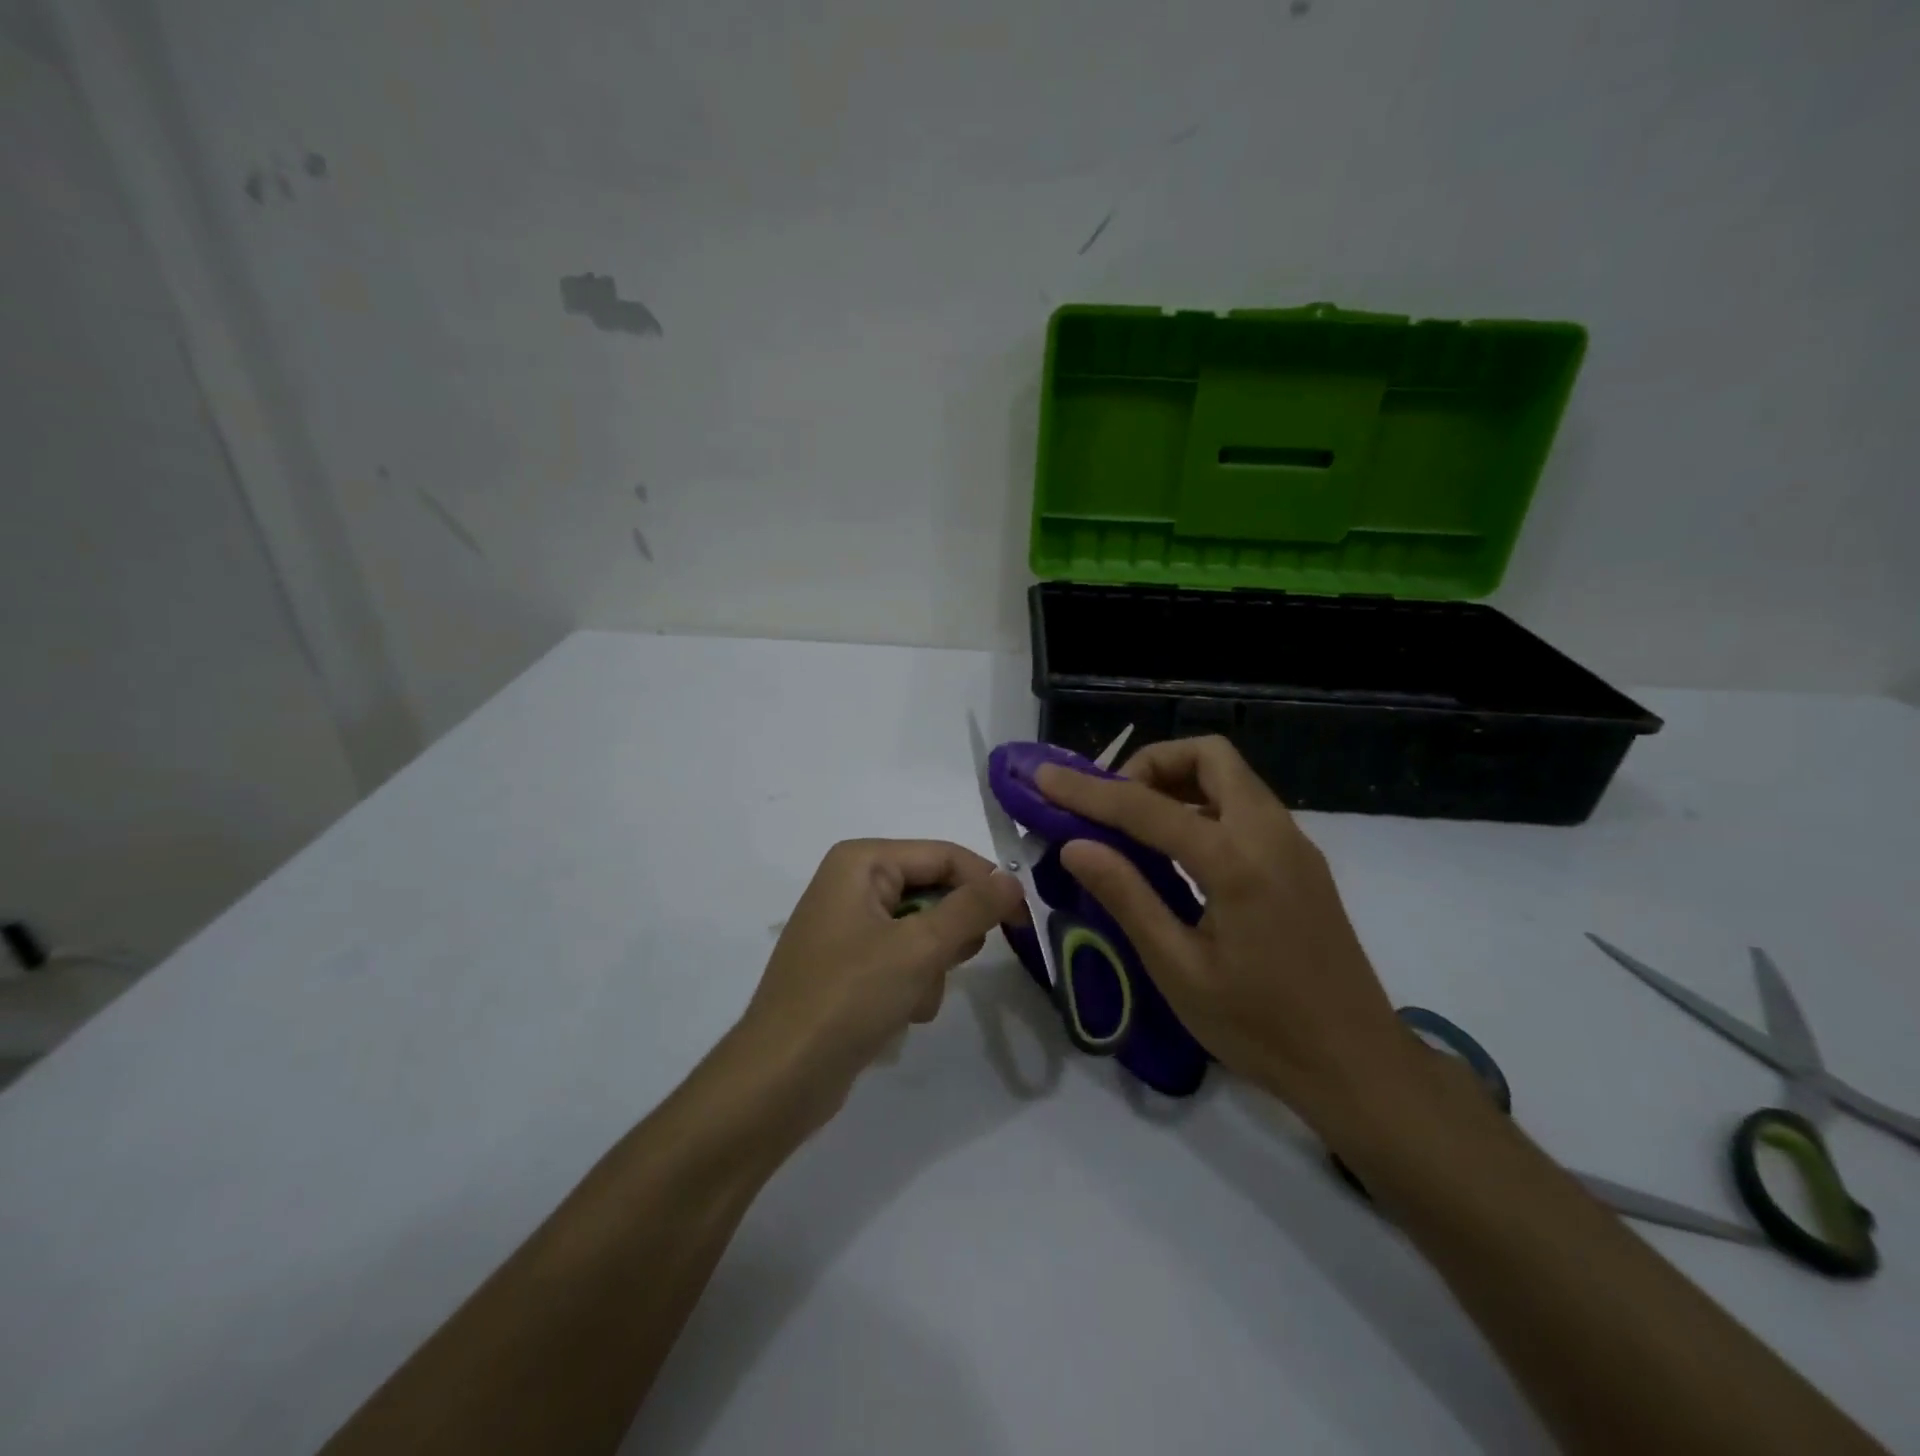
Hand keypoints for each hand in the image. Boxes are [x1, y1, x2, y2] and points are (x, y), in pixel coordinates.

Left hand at [739, 839, 1022, 1107]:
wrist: (780, 1079)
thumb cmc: (848, 998)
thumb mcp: (919, 948)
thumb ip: (972, 908)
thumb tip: (1013, 879)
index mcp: (862, 861)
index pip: (944, 855)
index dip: (987, 883)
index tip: (1024, 921)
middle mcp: (852, 882)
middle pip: (934, 891)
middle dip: (950, 935)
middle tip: (953, 964)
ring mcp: (848, 925)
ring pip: (923, 930)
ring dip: (932, 966)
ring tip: (913, 997)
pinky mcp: (848, 964)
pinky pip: (902, 958)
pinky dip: (912, 984)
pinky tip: (899, 1014)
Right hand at [1036, 737, 1408, 1126]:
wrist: (1357, 1065)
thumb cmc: (1260, 1027)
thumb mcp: (1179, 970)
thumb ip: (1127, 897)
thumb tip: (1075, 846)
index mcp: (1237, 861)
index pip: (1147, 807)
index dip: (1087, 790)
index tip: (1045, 776)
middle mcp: (1271, 834)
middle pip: (1209, 757)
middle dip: (1151, 765)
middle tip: (1112, 805)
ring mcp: (1293, 844)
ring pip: (1231, 777)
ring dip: (1178, 782)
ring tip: (1136, 827)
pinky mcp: (1301, 861)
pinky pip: (1245, 806)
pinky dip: (1203, 805)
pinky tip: (1178, 852)